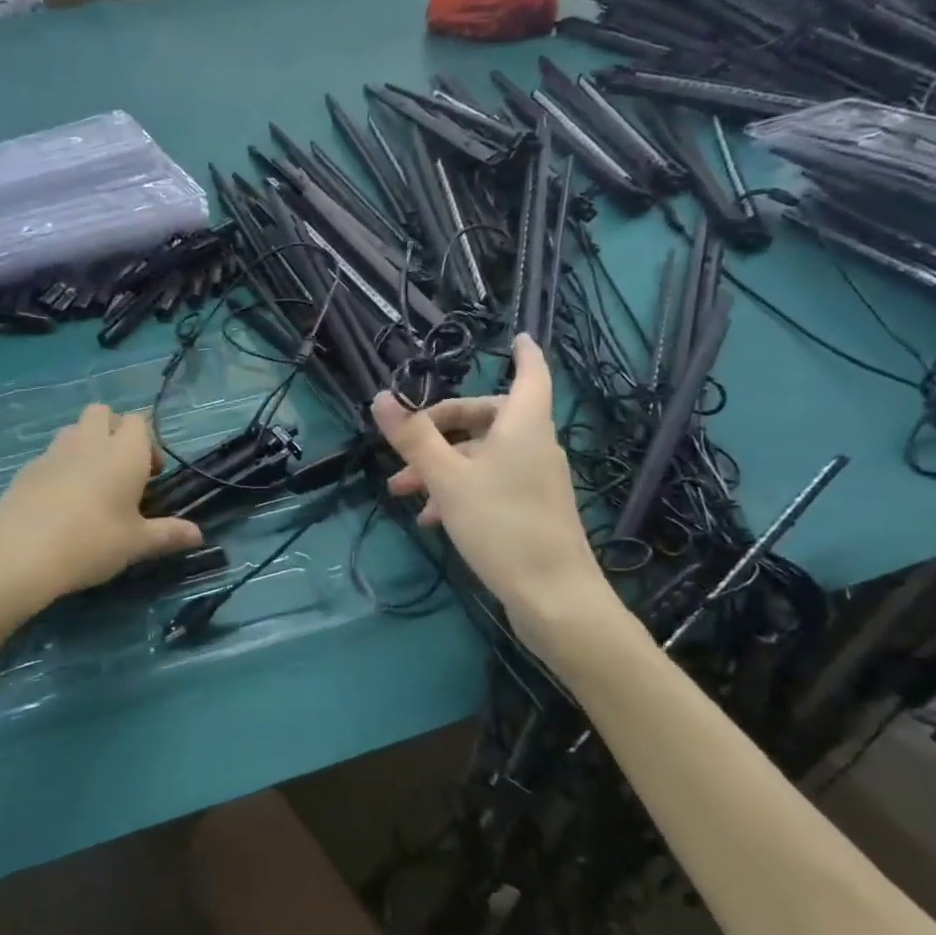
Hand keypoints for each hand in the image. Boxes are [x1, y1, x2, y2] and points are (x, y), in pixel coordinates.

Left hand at [0, 405, 202, 611]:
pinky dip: (60, 467)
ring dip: (86, 445)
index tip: (151, 475)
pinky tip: (60, 503)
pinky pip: (50, 455)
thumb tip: (199, 535)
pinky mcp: (26, 469)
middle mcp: (89, 442)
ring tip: (91, 485)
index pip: (139, 422)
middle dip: (114, 430)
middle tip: (120, 471)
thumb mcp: (136, 544)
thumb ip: (168, 534)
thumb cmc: (91, 542)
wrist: (18, 553)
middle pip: (102, 412)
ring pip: (74, 430)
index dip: (148, 442)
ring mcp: (53, 452)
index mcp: (123, 452)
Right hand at [371, 335, 614, 630]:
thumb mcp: (448, 479)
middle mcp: (534, 445)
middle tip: (403, 444)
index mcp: (523, 425)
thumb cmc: (501, 525)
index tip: (515, 337)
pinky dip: (460, 489)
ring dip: (442, 465)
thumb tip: (382, 397)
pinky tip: (431, 518)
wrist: (553, 597)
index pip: (531, 373)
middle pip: (488, 416)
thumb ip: (415, 438)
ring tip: (402, 490)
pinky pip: (490, 483)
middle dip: (441, 426)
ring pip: (483, 455)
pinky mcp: (530, 510)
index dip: (523, 353)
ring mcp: (535, 479)